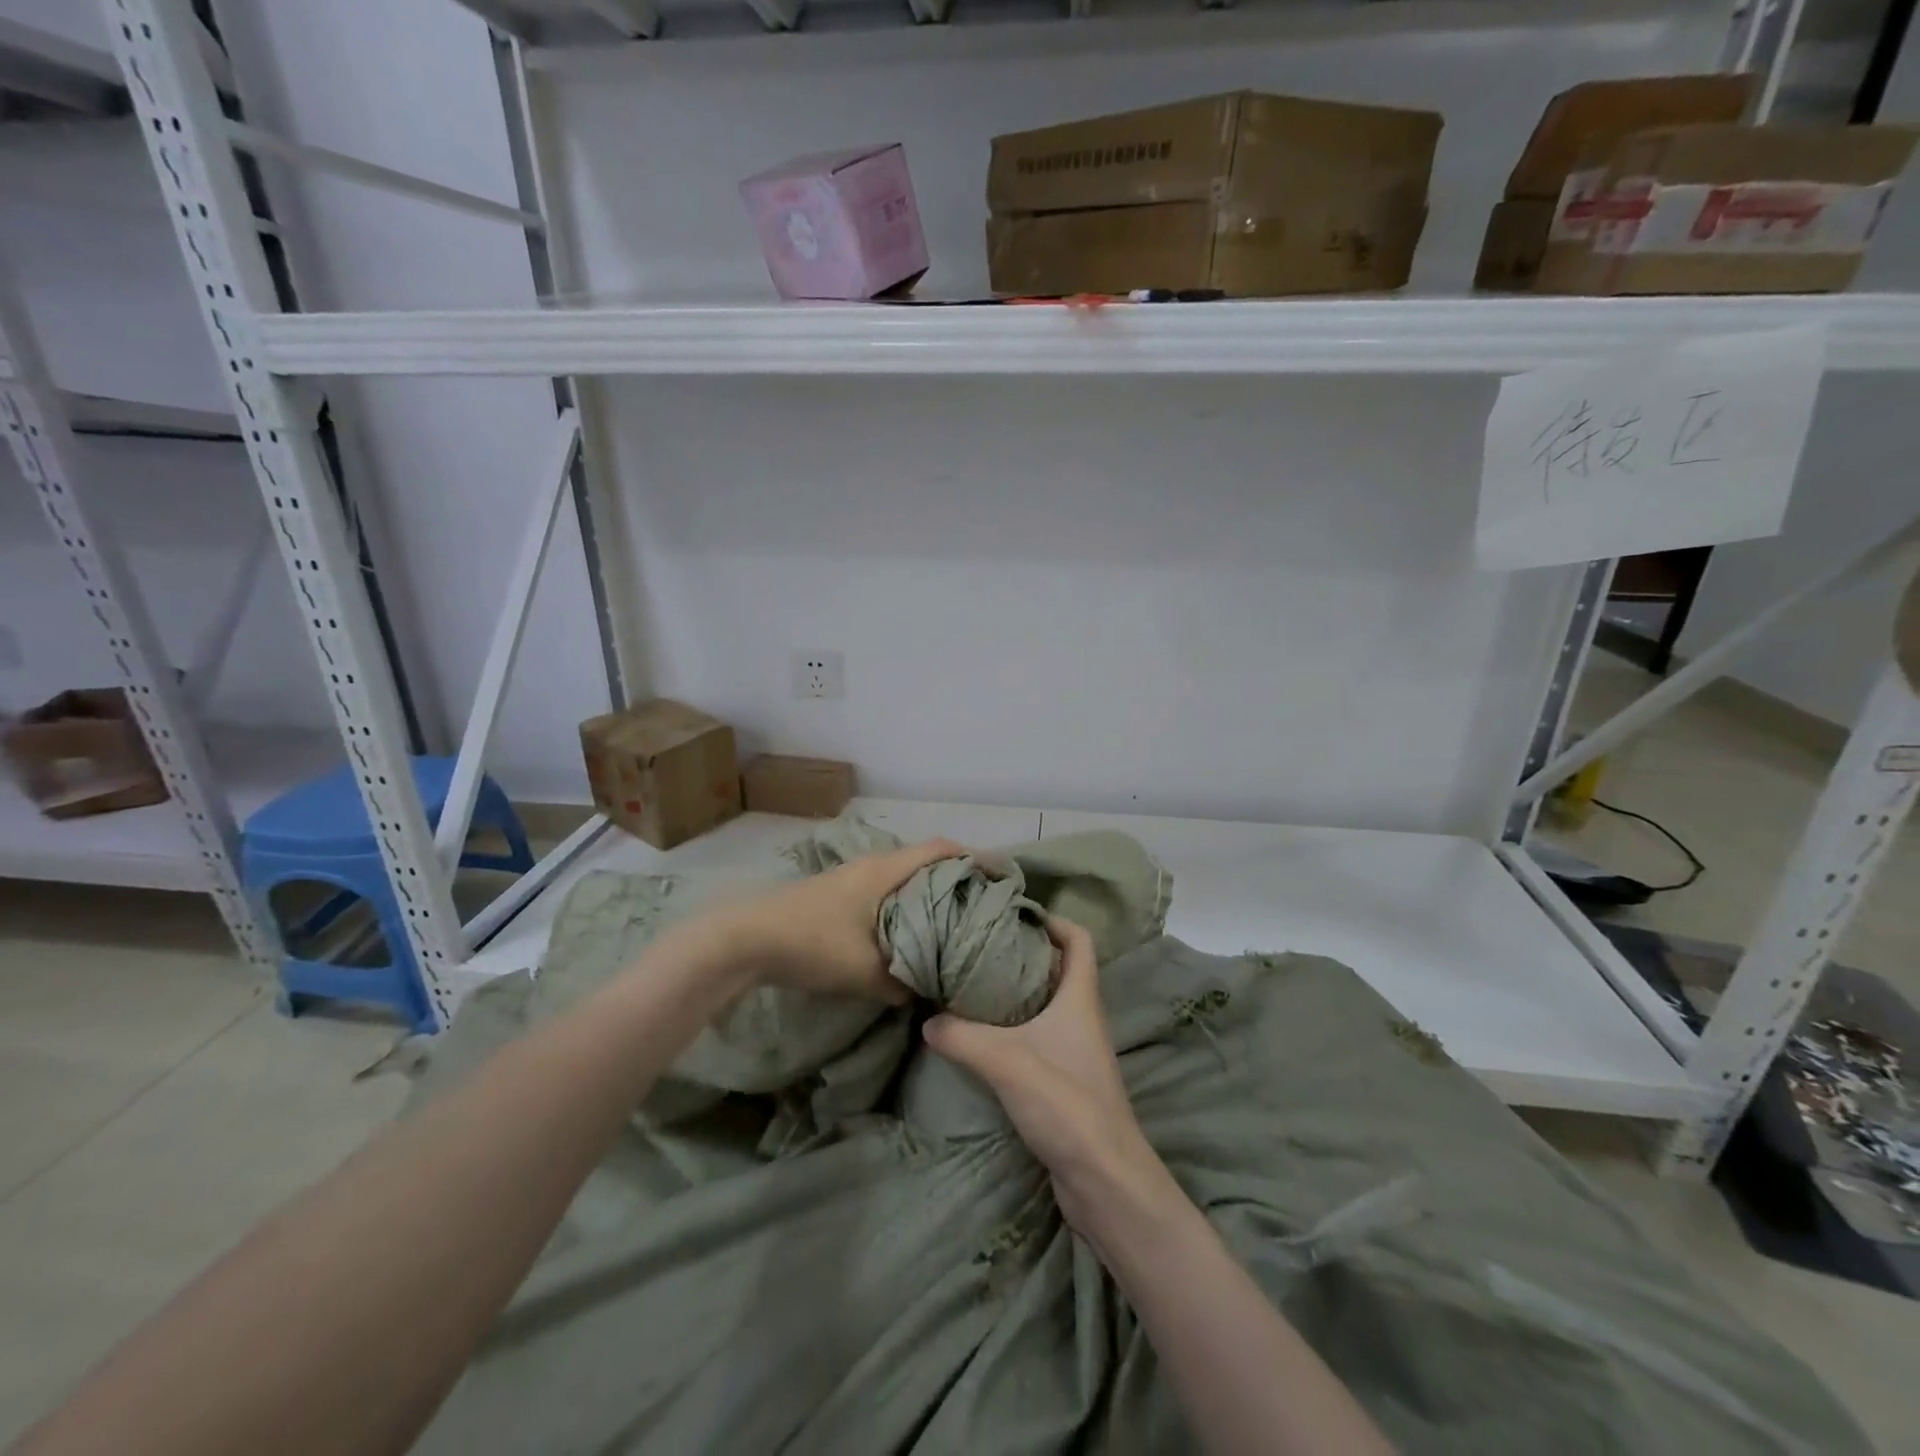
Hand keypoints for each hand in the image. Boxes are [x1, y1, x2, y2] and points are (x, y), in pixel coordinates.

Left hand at [703, 838, 963, 1001]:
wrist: (747, 939)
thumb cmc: (813, 943)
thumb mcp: (865, 972)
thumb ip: (905, 984)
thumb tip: (930, 992)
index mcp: (887, 870)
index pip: (942, 850)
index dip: (974, 858)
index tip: (1001, 878)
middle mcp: (874, 865)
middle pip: (926, 861)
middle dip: (956, 879)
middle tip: (983, 907)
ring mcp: (853, 878)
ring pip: (904, 879)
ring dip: (928, 894)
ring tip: (953, 924)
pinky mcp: (838, 895)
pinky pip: (886, 892)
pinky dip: (906, 906)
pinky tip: (909, 935)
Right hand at [923, 915, 1162, 1229]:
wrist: (1103, 1178)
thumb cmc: (1065, 1102)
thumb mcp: (1005, 1061)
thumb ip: (961, 1036)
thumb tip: (927, 1019)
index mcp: (1080, 996)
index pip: (1078, 939)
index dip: (1052, 920)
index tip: (1013, 916)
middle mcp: (1083, 1016)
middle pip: (1058, 968)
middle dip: (1022, 954)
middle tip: (980, 948)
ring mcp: (1076, 1050)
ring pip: (1047, 1004)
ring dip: (1016, 993)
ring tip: (973, 987)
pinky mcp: (1066, 1079)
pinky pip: (1039, 1037)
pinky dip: (1014, 1029)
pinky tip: (982, 1038)